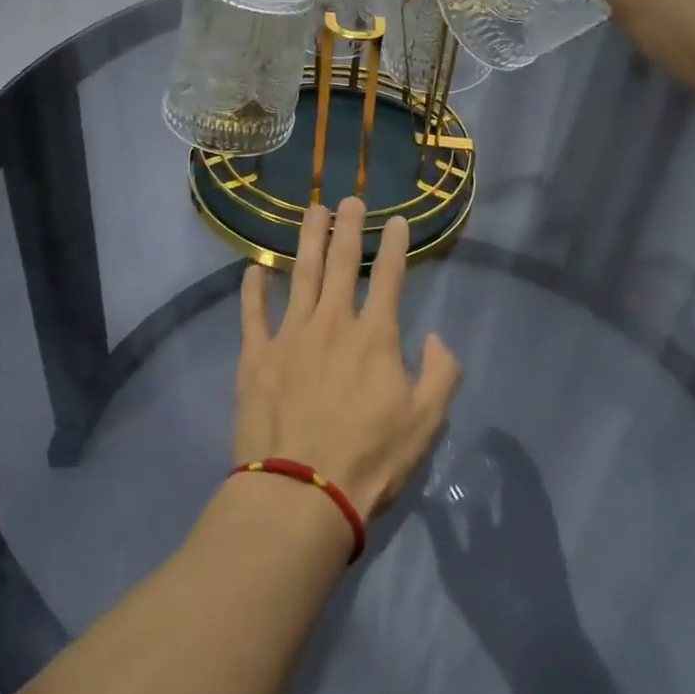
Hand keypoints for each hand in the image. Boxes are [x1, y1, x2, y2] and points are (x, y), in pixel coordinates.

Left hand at [235, 198, 461, 518]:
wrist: (300, 494)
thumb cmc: (369, 460)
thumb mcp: (425, 423)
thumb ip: (441, 374)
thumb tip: (437, 339)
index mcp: (374, 336)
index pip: (388, 277)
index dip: (395, 245)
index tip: (397, 221)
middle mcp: (332, 322)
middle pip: (341, 263)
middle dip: (348, 227)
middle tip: (349, 199)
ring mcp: (289, 335)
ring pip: (300, 275)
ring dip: (307, 240)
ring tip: (312, 211)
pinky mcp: (256, 356)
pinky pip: (253, 313)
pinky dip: (253, 288)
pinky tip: (254, 269)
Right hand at [421, 429, 583, 666]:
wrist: (544, 652)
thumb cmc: (499, 603)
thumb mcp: (460, 567)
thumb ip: (442, 528)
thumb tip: (424, 494)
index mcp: (518, 507)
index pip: (511, 462)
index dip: (496, 444)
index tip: (476, 435)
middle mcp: (535, 511)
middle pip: (523, 472)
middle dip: (504, 456)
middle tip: (478, 447)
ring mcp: (544, 532)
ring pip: (530, 490)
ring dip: (512, 475)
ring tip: (485, 469)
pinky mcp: (547, 551)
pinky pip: (533, 508)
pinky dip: (517, 496)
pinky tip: (497, 505)